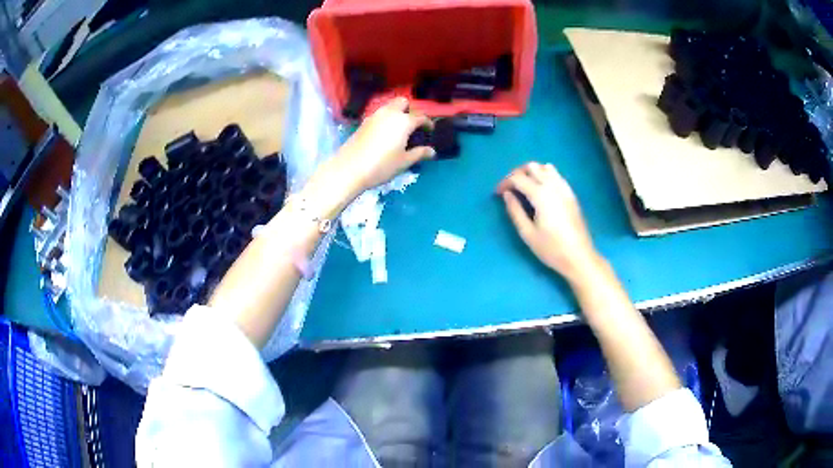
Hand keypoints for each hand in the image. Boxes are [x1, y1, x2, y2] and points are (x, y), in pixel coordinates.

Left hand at [324, 97, 434, 197]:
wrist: (349, 168)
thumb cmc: (381, 165)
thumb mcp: (404, 162)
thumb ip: (419, 153)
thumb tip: (432, 151)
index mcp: (403, 121)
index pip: (420, 117)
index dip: (428, 123)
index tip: (430, 130)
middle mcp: (390, 113)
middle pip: (403, 102)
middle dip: (410, 110)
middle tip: (412, 125)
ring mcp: (374, 116)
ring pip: (389, 106)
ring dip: (396, 113)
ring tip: (399, 129)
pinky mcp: (363, 122)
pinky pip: (379, 114)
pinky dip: (385, 118)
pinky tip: (384, 133)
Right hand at [496, 162, 600, 280]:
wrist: (579, 257)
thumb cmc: (551, 249)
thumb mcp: (527, 233)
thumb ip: (515, 211)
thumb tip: (507, 195)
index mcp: (540, 195)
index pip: (517, 178)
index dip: (504, 183)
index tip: (497, 193)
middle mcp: (553, 186)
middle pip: (531, 167)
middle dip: (517, 173)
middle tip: (509, 188)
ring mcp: (564, 188)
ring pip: (545, 167)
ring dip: (532, 172)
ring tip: (524, 186)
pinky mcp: (571, 194)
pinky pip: (556, 175)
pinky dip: (545, 175)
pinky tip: (541, 188)